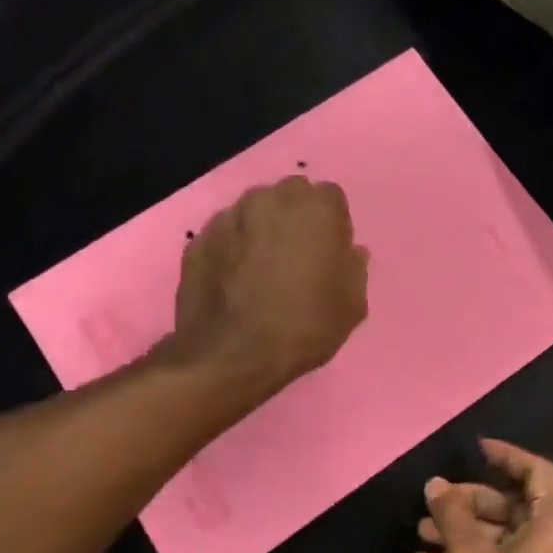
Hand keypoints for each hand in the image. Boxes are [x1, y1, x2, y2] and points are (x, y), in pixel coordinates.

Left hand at [173, 176, 369, 391]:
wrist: (231, 355)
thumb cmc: (304, 325)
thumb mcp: (351, 305)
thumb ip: (354, 269)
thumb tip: (350, 252)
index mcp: (316, 207)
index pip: (331, 199)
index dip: (333, 226)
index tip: (330, 254)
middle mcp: (271, 198)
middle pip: (290, 197)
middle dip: (296, 219)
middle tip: (298, 258)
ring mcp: (229, 216)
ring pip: (254, 212)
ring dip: (262, 230)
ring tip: (262, 270)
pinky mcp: (198, 239)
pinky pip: (226, 236)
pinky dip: (232, 249)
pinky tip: (235, 281)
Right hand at [414, 439, 552, 552]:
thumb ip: (453, 514)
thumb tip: (437, 484)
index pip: (538, 472)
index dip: (507, 455)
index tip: (476, 448)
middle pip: (516, 505)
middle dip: (471, 501)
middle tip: (434, 502)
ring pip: (504, 537)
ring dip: (464, 531)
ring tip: (421, 532)